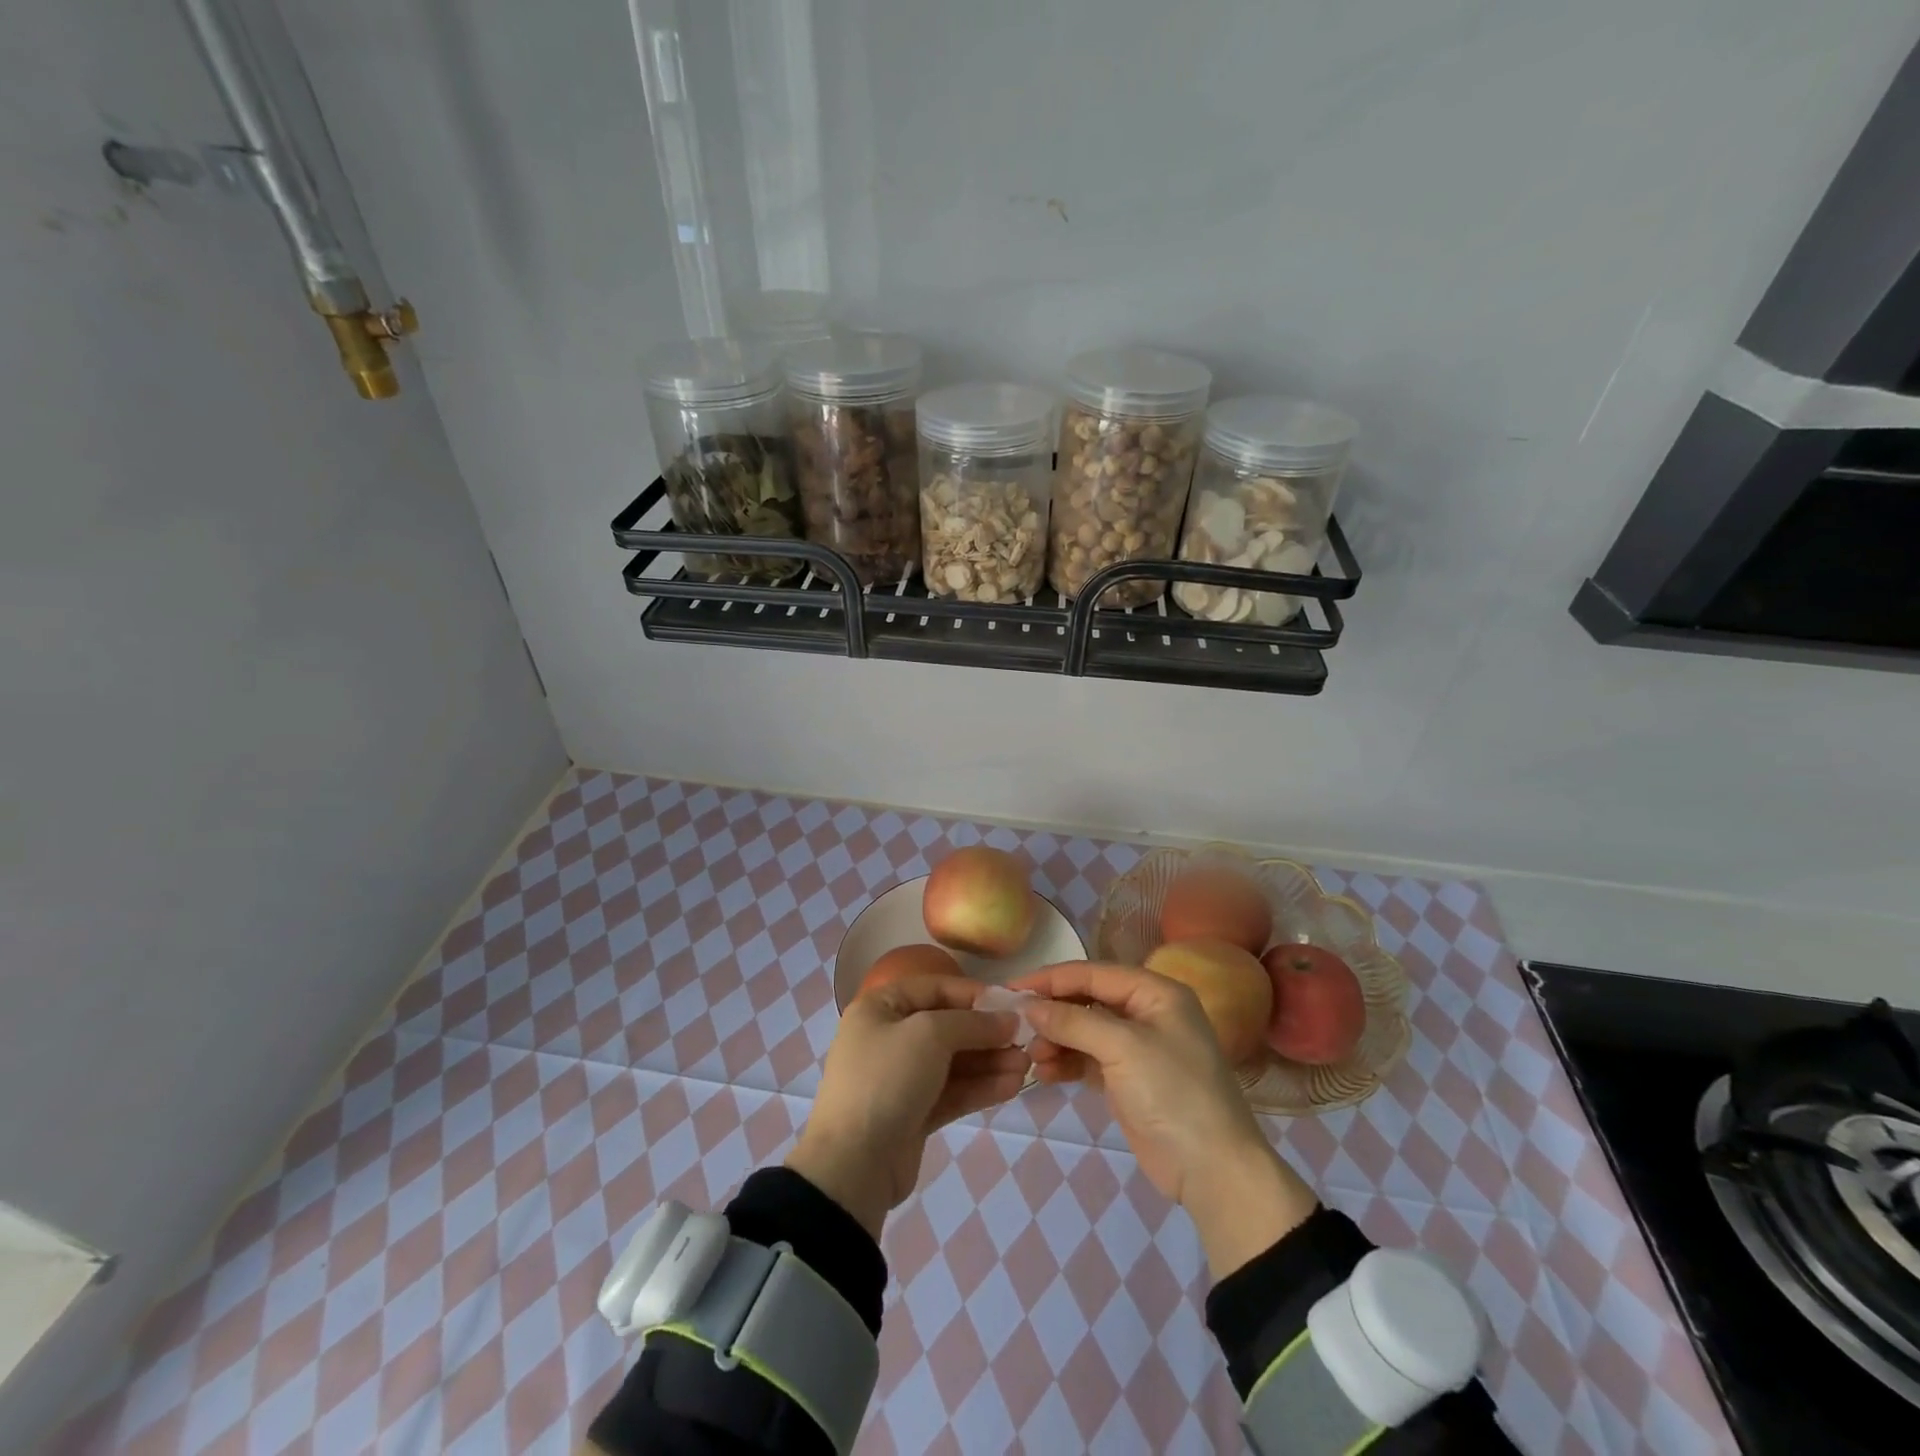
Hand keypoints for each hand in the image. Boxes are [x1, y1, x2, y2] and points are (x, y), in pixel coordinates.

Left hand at [786, 976, 1027, 1237]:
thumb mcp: (930, 1035)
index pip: (934, 988)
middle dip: (986, 1033)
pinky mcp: (914, 1113)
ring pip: (953, 1062)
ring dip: (989, 1062)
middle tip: (1025, 1040)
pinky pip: (952, 1091)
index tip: (1010, 1003)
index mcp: (880, 1008)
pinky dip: (980, 1087)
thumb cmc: (887, 1079)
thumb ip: (972, 1023)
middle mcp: (889, 1037)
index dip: (973, 993)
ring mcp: (901, 1078)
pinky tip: (1012, 1086)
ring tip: (1026, 1066)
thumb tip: (1008, 1020)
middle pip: (947, 1026)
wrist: (853, 1164)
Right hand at [1013, 962, 1319, 1279]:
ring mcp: (1137, 1047)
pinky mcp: (1128, 1078)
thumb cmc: (1173, 1094)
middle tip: (1017, 1026)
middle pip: (1088, 1000)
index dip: (1052, 978)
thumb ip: (1073, 1022)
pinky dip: (1066, 1062)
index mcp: (1156, 992)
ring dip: (1056, 1039)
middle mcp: (1147, 1012)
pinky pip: (1088, 1058)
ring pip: (1085, 1030)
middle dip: (1053, 1012)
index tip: (1013, 988)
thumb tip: (1029, 1006)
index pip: (1094, 973)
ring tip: (1032, 1057)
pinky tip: (1044, 1072)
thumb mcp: (1123, 1048)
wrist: (1213, 1170)